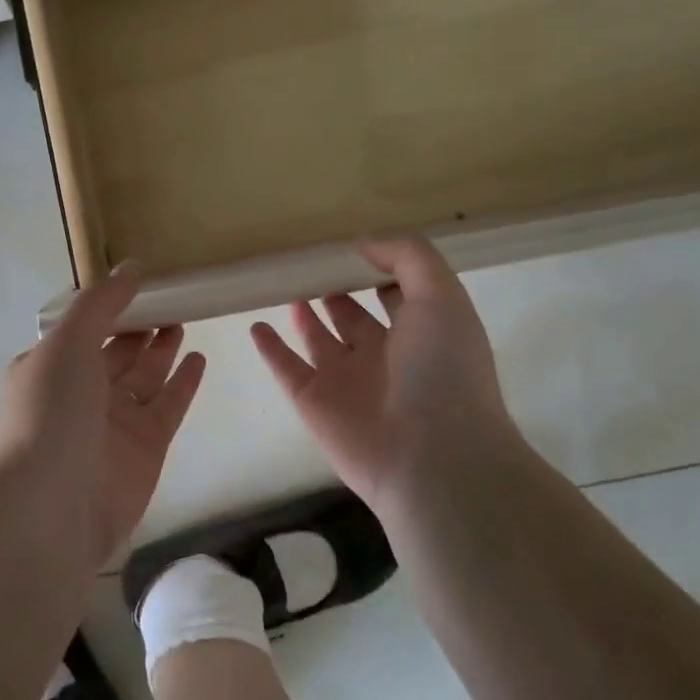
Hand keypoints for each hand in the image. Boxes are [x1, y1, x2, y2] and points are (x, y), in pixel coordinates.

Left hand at [0, 270, 206, 564]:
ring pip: (144, 378)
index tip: (142, 283)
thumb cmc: (52, 414)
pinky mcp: (145, 449)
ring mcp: (114, 424)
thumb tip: (131, 267)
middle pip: (116, 352)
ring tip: (185, 319)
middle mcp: (80, 394)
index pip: (83, 329)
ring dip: (162, 350)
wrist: (54, 507)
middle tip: (172, 299)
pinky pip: (167, 407)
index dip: (111, 306)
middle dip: (139, 327)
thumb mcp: (68, 344)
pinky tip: (200, 359)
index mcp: (50, 367)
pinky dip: (183, 383)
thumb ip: (100, 304)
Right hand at [251, 239, 516, 513]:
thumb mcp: (441, 296)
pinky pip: (286, 368)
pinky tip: (256, 327)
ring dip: (304, 316)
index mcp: (421, 333)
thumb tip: (364, 244)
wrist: (430, 456)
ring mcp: (346, 381)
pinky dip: (270, 349)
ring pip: (318, 340)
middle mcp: (384, 356)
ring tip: (285, 287)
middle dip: (337, 292)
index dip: (378, 271)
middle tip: (310, 265)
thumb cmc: (443, 370)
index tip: (350, 247)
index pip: (397, 295)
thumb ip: (408, 258)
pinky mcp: (313, 402)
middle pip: (354, 317)